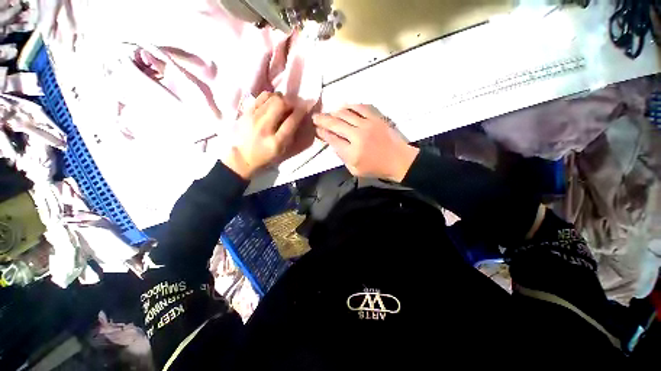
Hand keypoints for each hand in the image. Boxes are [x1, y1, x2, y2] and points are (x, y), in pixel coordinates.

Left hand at [223, 92, 310, 178]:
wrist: (242, 156)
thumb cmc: (265, 156)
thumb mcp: (281, 150)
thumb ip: (290, 134)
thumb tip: (297, 117)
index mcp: (275, 142)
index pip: (291, 122)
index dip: (300, 112)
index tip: (305, 108)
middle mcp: (264, 128)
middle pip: (280, 105)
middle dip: (290, 103)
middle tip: (293, 106)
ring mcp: (253, 118)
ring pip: (271, 98)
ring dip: (281, 99)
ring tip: (283, 104)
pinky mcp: (246, 112)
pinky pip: (261, 97)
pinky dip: (270, 97)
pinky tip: (272, 102)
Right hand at [313, 105, 418, 181]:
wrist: (399, 160)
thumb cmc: (376, 168)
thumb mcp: (355, 170)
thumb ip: (342, 157)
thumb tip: (333, 143)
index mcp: (352, 153)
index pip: (332, 139)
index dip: (322, 133)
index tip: (317, 130)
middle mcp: (357, 136)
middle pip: (335, 124)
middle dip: (322, 120)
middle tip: (315, 117)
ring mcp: (367, 125)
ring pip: (345, 113)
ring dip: (334, 112)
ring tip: (329, 113)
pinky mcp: (376, 118)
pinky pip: (360, 107)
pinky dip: (350, 106)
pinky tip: (345, 108)